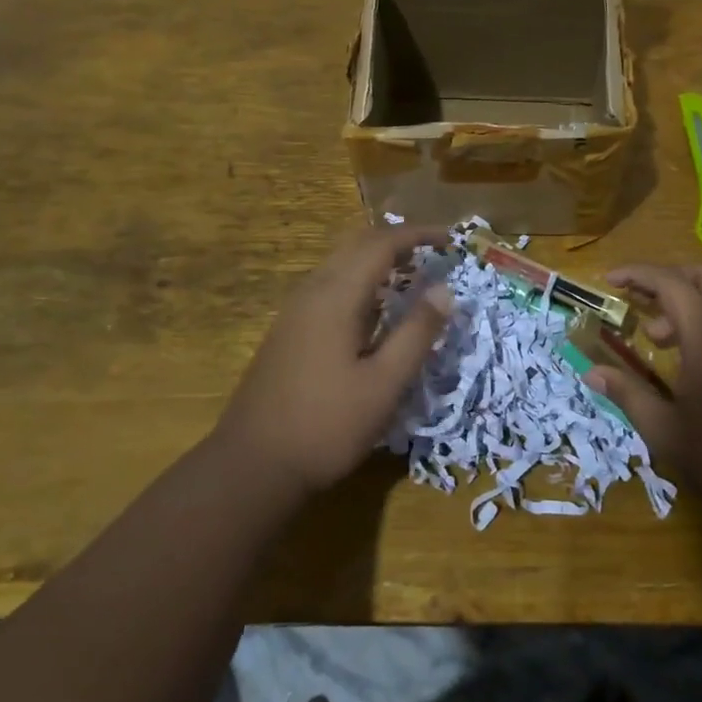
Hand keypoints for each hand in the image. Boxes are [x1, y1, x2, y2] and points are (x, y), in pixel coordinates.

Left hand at [214, 225, 452, 496]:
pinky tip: (375, 311)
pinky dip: (360, 281)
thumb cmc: (326, 425)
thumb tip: (444, 290)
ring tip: (411, 277)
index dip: (417, 235)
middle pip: (356, 245)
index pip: (381, 244)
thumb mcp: (384, 384)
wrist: (252, 465)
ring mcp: (295, 311)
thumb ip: (416, 334)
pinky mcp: (288, 331)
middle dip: (397, 241)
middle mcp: (312, 292)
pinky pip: (329, 286)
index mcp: (336, 297)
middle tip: (433, 253)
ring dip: (377, 260)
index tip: (450, 239)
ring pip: (340, 264)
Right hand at [586, 264, 701, 518]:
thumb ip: (628, 394)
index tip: (609, 279)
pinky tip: (693, 358)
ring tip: (661, 338)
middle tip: (640, 302)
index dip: (637, 275)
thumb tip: (591, 372)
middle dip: (668, 279)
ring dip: (688, 301)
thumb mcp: (665, 431)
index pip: (669, 283)